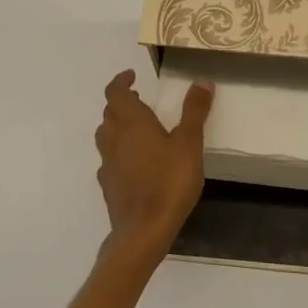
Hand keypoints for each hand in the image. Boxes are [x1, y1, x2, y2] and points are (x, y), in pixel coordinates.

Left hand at [94, 69, 214, 267]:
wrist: (143, 230)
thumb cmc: (168, 182)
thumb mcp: (189, 143)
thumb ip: (194, 111)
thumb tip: (202, 80)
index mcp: (132, 123)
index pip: (115, 93)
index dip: (120, 81)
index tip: (132, 76)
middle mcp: (114, 138)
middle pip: (109, 113)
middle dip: (121, 102)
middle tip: (139, 99)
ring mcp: (108, 163)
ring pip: (106, 135)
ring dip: (117, 125)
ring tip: (137, 128)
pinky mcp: (108, 185)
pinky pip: (109, 159)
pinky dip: (118, 151)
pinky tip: (133, 162)